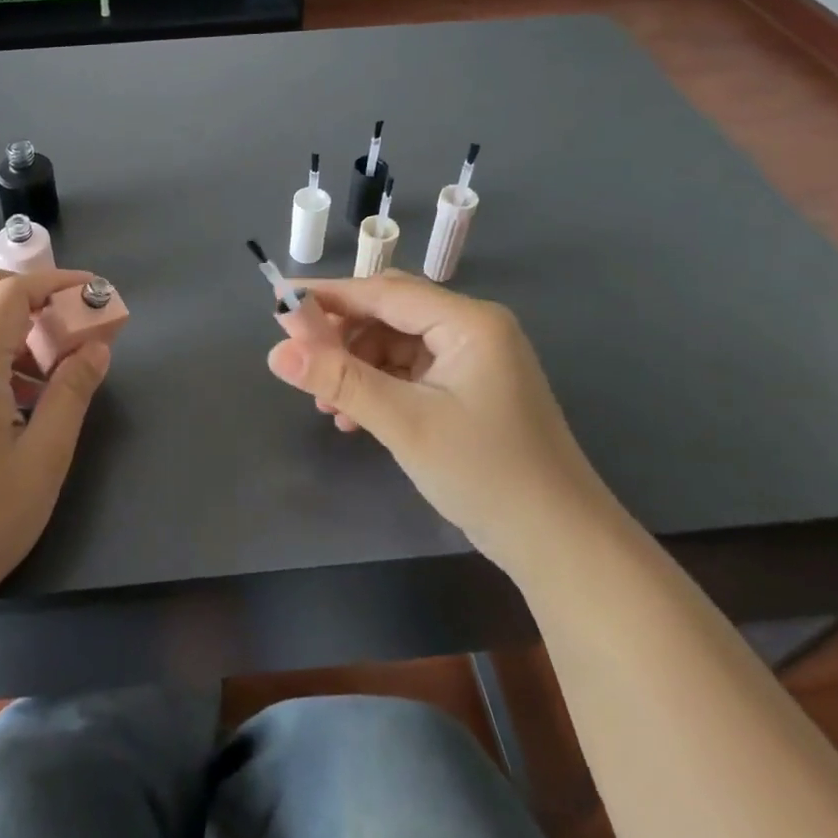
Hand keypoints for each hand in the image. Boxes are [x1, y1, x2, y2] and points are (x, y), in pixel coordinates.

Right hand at [267, 271, 617, 574]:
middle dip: (342, 336)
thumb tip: (276, 351)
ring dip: (358, 367)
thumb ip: (339, 380)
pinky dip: (380, 386)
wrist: (561, 545)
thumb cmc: (486, 474)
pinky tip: (356, 417)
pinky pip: (412, 371)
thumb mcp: (405, 423)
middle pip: (390, 313)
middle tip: (301, 361)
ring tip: (328, 405)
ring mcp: (475, 358)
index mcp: (468, 321)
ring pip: (397, 343)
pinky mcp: (472, 387)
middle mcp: (473, 328)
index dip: (328, 297)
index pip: (384, 292)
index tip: (279, 304)